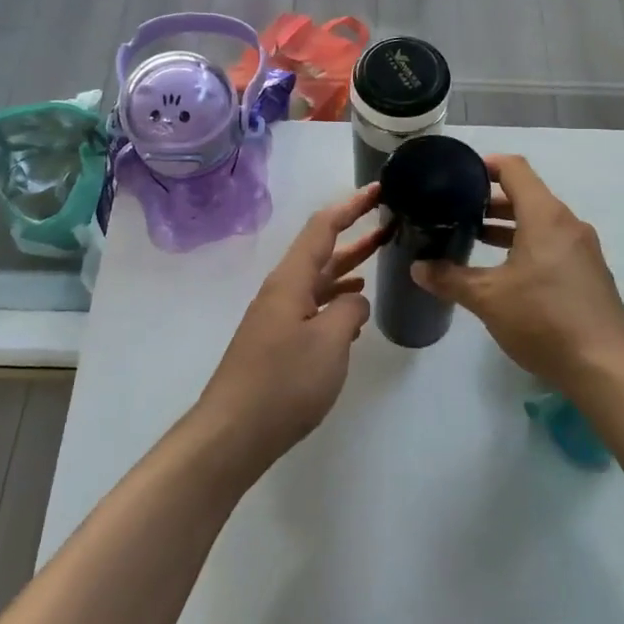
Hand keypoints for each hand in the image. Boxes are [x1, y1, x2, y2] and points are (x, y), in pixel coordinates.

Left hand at [195, 185, 387, 468]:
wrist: (233, 433)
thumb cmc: (284, 381)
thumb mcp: (330, 342)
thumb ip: (350, 312)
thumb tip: (353, 303)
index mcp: (291, 280)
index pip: (323, 227)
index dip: (351, 205)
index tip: (379, 190)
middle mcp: (282, 290)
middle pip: (321, 251)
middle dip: (355, 235)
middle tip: (391, 222)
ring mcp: (277, 317)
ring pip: (318, 281)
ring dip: (348, 269)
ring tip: (379, 263)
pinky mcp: (277, 342)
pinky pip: (313, 308)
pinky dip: (336, 302)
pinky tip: (353, 313)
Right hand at [413, 155, 623, 389]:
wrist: (606, 367)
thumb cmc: (543, 320)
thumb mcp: (488, 299)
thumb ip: (450, 279)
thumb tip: (418, 268)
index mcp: (545, 216)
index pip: (514, 169)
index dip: (485, 165)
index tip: (457, 174)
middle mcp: (568, 223)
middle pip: (527, 195)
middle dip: (491, 200)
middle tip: (456, 210)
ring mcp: (583, 249)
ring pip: (540, 222)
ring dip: (508, 225)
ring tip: (475, 238)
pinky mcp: (589, 273)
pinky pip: (553, 243)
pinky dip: (527, 244)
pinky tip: (506, 270)